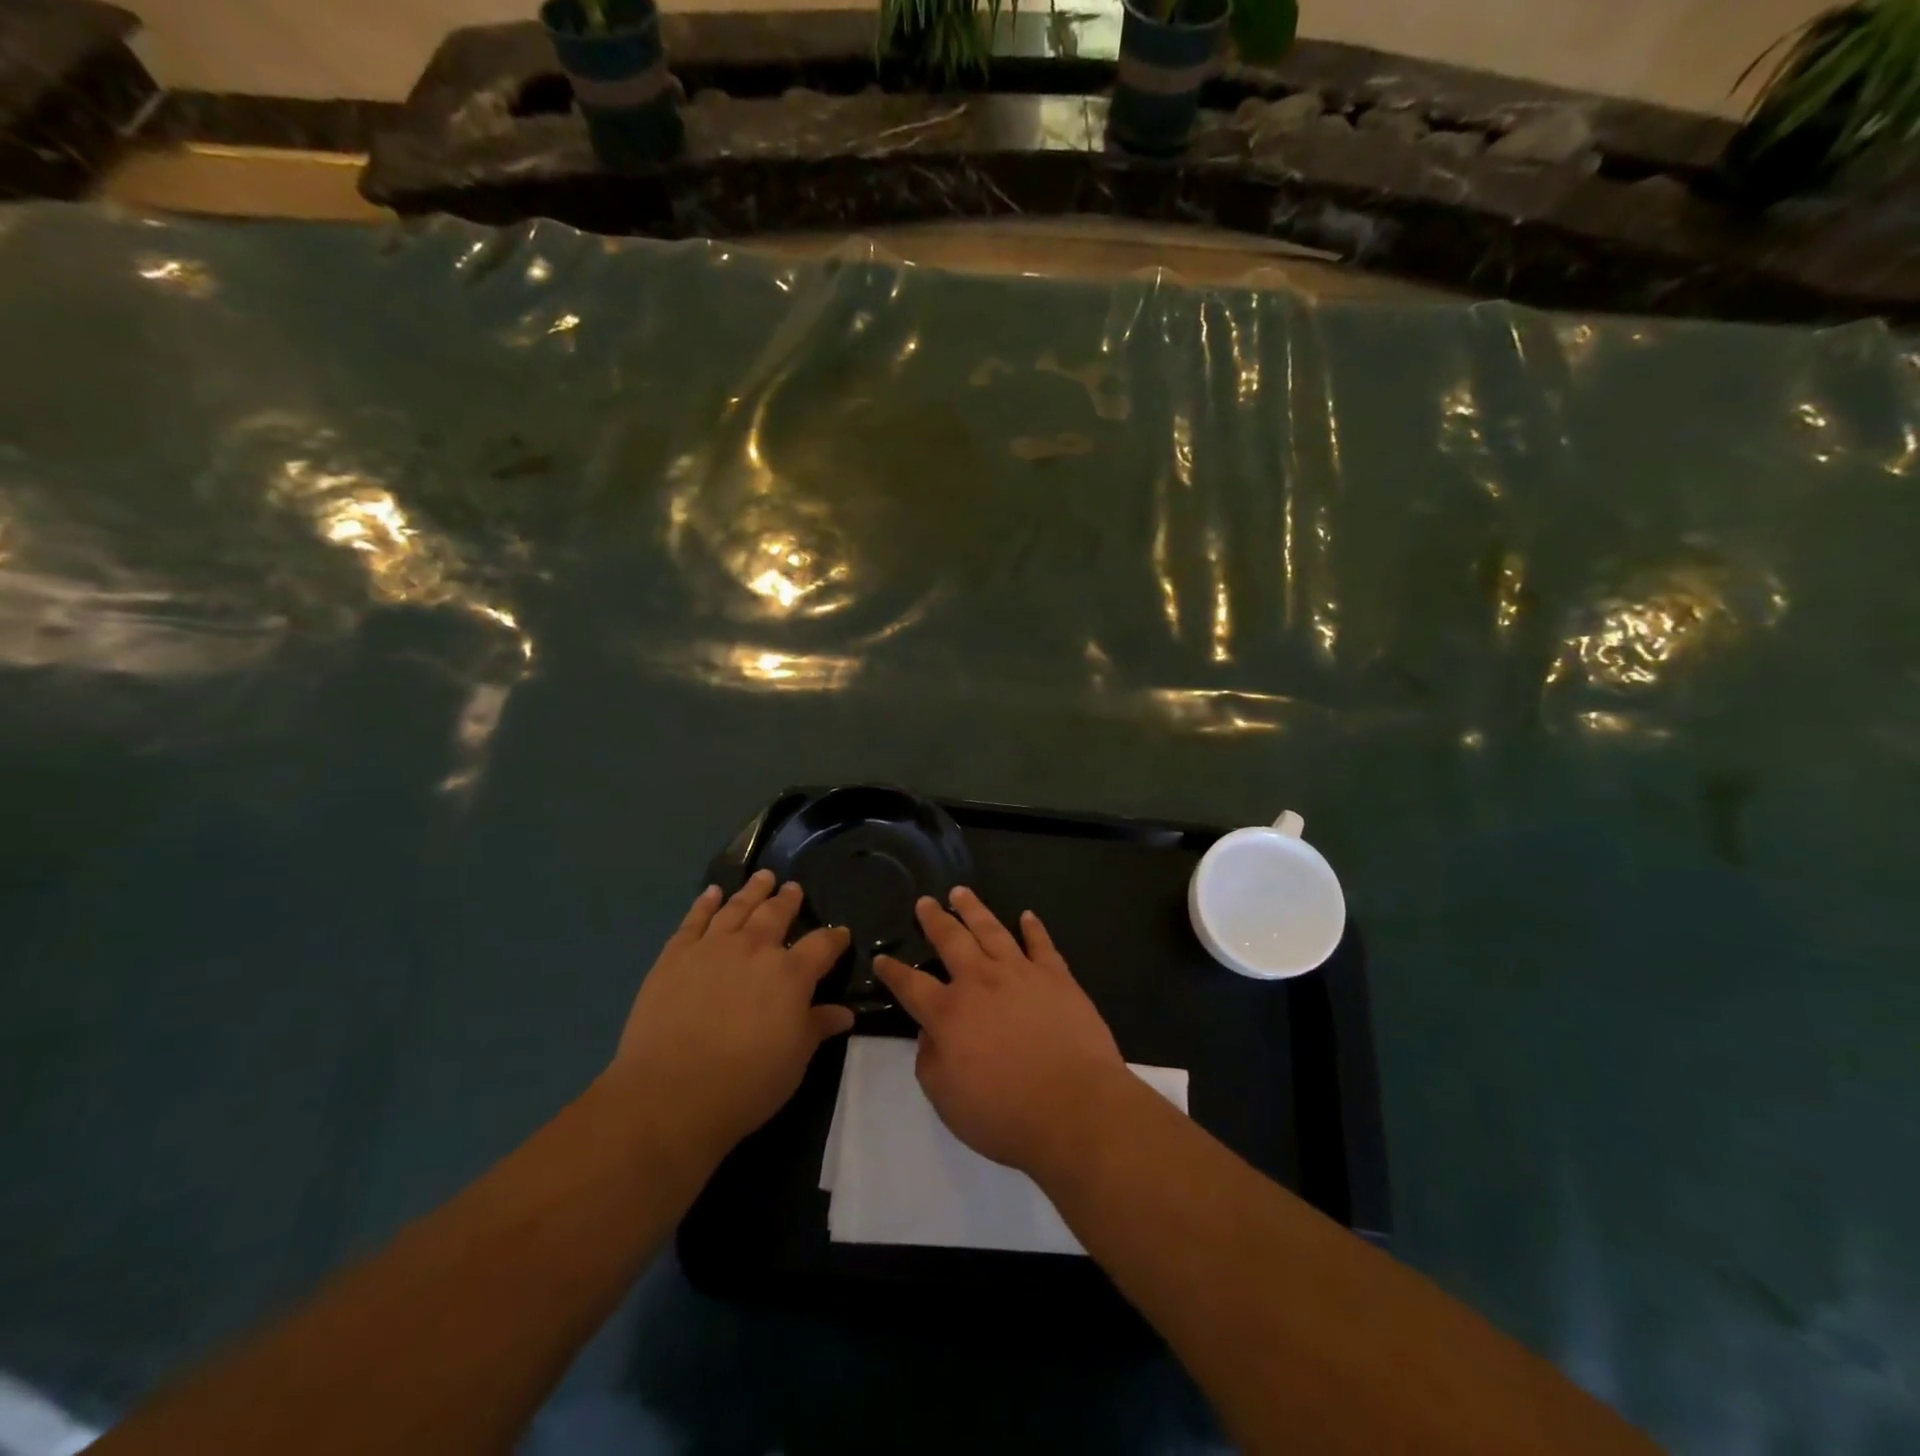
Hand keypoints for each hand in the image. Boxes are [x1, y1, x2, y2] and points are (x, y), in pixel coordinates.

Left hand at [608, 870, 854, 1152]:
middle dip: (788, 900)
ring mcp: (713, 947)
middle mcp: (755, 949)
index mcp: (791, 974)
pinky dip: (705, 903)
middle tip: (793, 888)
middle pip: (777, 914)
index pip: (822, 945)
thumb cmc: (745, 1083)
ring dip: (752, 891)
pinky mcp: (675, 955)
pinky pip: (694, 920)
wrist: (670, 1093)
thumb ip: (817, 1028)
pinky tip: (712, 893)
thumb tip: (844, 1012)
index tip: (842, 934)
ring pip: (737, 907)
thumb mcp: (794, 1061)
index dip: (835, 938)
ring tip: (762, 877)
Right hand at [873, 887, 1128, 1175]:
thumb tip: (928, 1033)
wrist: (1075, 1107)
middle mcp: (980, 982)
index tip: (881, 959)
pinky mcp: (1057, 977)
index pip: (911, 985)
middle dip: (935, 919)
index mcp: (949, 1013)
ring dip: (974, 910)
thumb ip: (930, 1061)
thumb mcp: (947, 1100)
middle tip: (925, 901)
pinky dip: (1033, 928)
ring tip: (962, 892)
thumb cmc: (1005, 1114)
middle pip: (951, 940)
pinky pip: (1041, 944)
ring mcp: (1021, 973)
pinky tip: (1026, 916)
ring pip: (992, 930)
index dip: (893, 972)